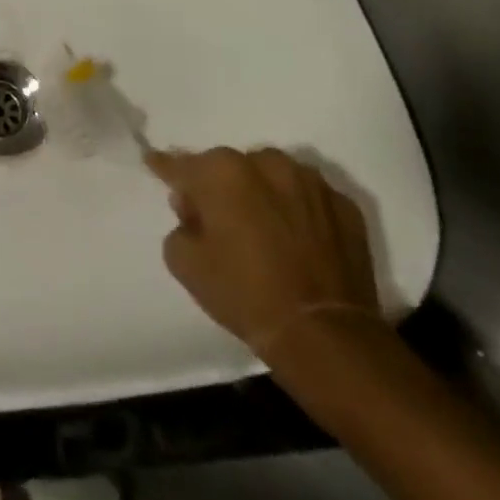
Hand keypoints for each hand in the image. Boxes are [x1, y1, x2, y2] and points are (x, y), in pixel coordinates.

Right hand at [143, 146, 379, 359]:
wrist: (325, 336)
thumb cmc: (245, 294)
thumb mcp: (185, 263)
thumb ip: (180, 225)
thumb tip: (194, 212)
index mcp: (221, 171)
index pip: (181, 164)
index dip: (164, 166)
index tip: (153, 162)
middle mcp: (266, 163)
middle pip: (229, 167)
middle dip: (219, 186)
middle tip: (217, 219)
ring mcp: (311, 182)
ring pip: (272, 176)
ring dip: (261, 193)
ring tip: (261, 228)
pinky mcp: (346, 207)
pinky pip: (308, 199)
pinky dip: (298, 211)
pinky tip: (295, 240)